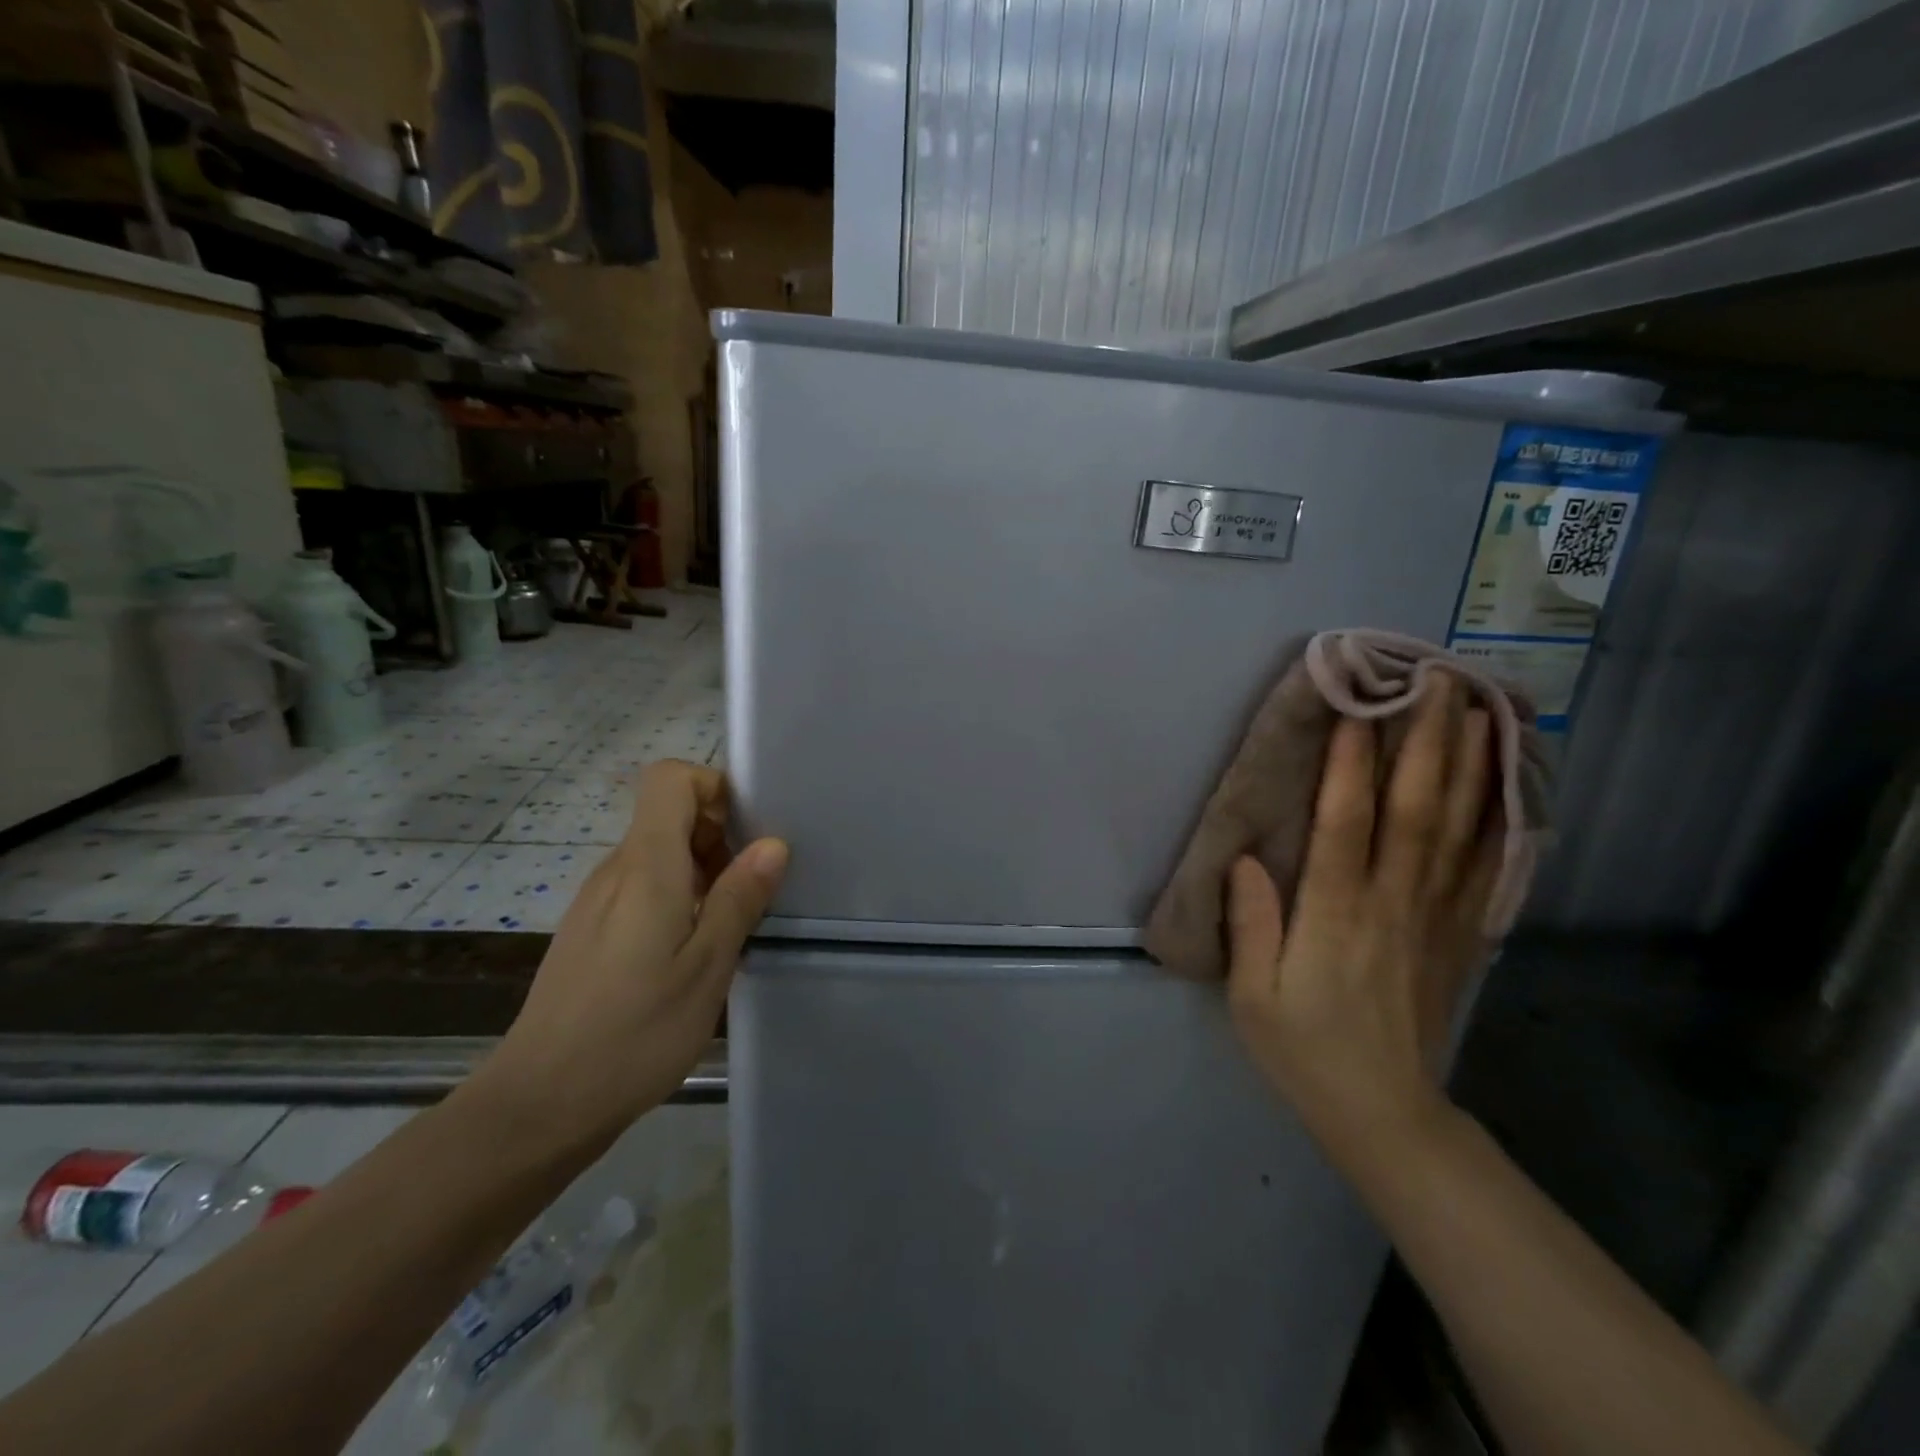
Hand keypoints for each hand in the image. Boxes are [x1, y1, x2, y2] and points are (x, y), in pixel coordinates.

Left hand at [480, 761, 787, 1150]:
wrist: (540, 1103)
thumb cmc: (634, 1032)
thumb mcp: (706, 966)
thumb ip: (740, 898)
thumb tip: (773, 844)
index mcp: (646, 866)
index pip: (669, 779)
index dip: (714, 787)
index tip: (747, 832)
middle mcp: (616, 870)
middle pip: (669, 815)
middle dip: (719, 836)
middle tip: (750, 890)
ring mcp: (597, 901)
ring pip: (658, 854)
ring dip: (703, 871)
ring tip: (728, 927)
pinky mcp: (591, 931)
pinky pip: (642, 888)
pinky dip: (678, 899)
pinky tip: (691, 953)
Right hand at [1227, 673, 1497, 1159]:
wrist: (1385, 1112)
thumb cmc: (1305, 1048)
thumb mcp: (1253, 996)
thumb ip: (1253, 925)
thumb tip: (1246, 858)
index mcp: (1336, 916)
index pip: (1347, 825)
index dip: (1351, 765)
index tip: (1357, 709)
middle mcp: (1393, 903)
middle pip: (1417, 810)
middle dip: (1426, 742)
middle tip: (1435, 680)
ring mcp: (1437, 916)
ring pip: (1459, 828)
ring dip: (1469, 764)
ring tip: (1479, 707)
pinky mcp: (1461, 933)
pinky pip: (1486, 867)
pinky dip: (1499, 818)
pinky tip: (1506, 782)